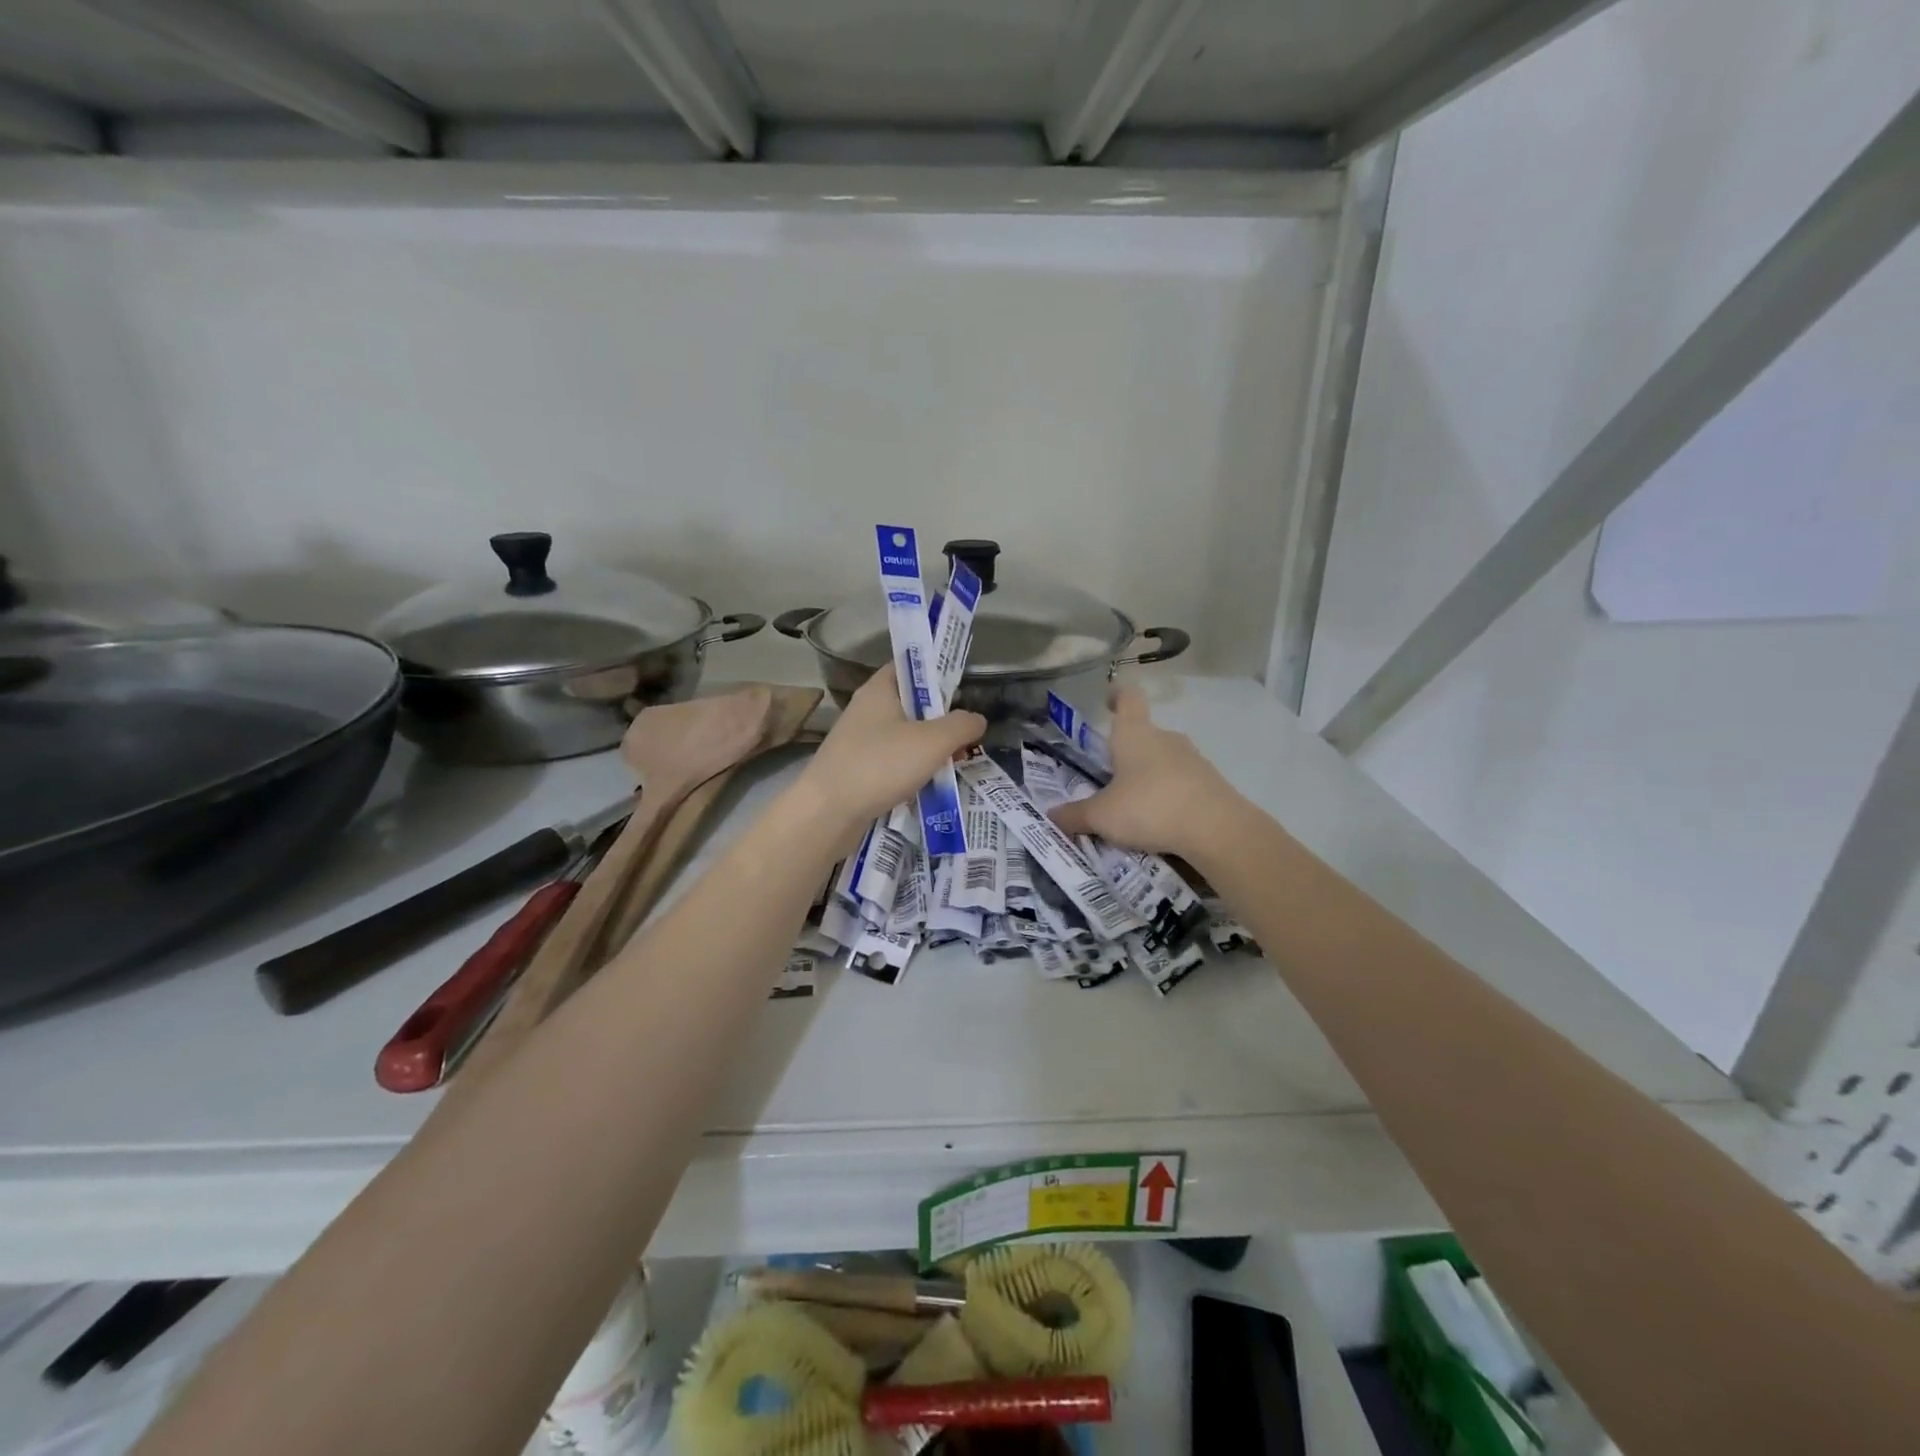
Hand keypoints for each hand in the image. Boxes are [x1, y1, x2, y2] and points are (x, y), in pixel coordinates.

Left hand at [795, 665, 985, 841]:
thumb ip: (962, 725)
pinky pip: (893, 761)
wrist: (827, 813)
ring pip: (904, 736)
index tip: (965, 689)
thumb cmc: (880, 765)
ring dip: (929, 748)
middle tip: (968, 733)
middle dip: (941, 718)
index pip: (912, 665)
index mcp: (880, 688)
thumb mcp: (933, 741)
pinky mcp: (857, 769)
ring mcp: (859, 740)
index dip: (939, 671)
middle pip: (912, 703)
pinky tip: (929, 785)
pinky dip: (912, 770)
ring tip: (955, 762)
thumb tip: (977, 719)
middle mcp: (867, 708)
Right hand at [1047, 687, 1240, 858]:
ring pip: (1164, 759)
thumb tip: (1050, 816)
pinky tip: (1160, 821)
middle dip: (1127, 751)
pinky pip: (1183, 782)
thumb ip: (1075, 815)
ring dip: (1149, 775)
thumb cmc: (1149, 807)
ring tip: (1133, 805)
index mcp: (1135, 734)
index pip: (1128, 698)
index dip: (1117, 695)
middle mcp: (1165, 738)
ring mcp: (1193, 759)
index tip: (1108, 700)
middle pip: (1144, 734)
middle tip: (1108, 775)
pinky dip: (1170, 795)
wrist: (1216, 829)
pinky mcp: (1212, 783)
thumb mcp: (1102, 816)